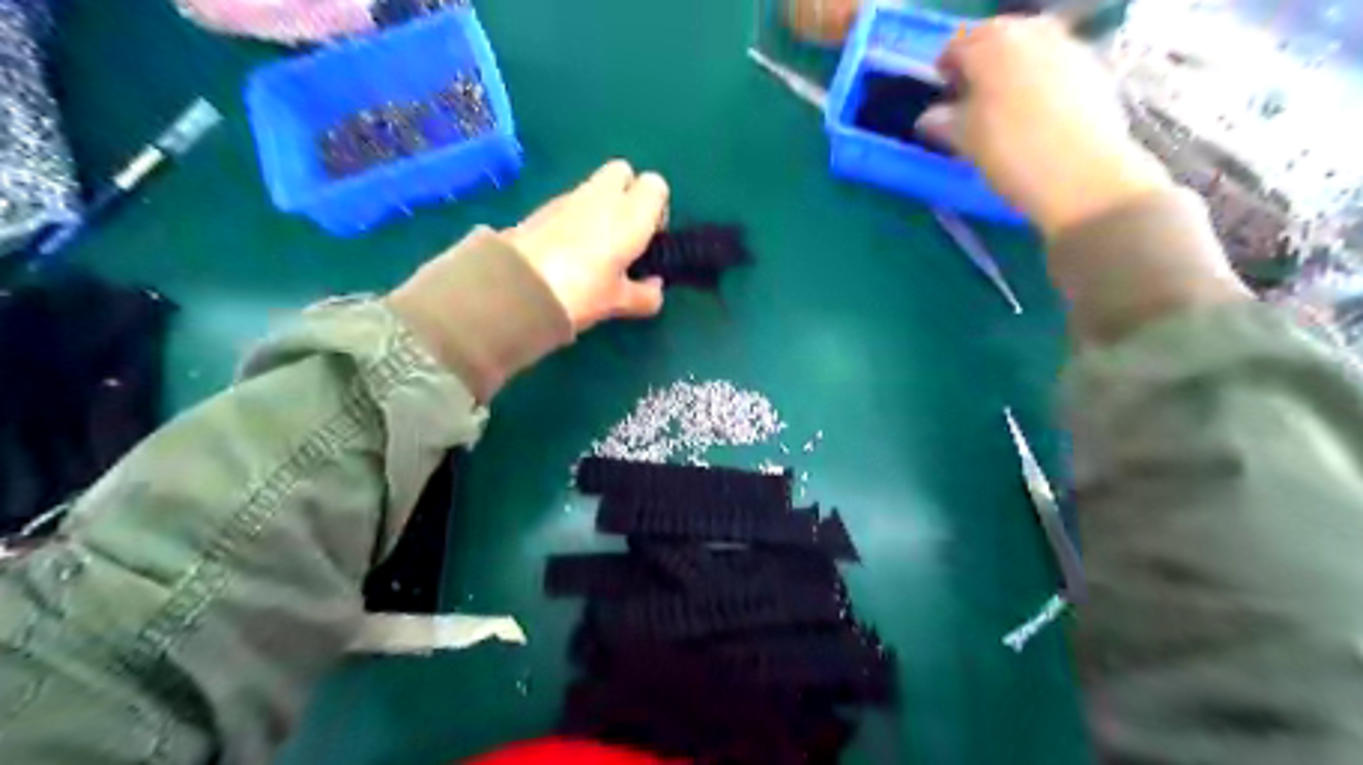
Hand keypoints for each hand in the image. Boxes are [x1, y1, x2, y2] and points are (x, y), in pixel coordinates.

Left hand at [503, 157, 669, 328]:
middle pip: (623, 172)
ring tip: (594, 251)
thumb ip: (645, 295)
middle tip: (624, 237)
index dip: (657, 210)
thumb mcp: (618, 303)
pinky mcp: (541, 208)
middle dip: (627, 196)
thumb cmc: (581, 291)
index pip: (656, 185)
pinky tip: (567, 254)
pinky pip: (569, 204)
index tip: (649, 240)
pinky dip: (574, 218)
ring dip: (599, 209)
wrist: (515, 287)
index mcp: (630, 214)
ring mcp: (567, 198)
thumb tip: (654, 288)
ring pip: (594, 188)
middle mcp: (602, 196)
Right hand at [921, 14, 1178, 235]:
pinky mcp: (1093, 66)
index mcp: (992, 46)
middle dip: (982, 57)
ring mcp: (1067, 45)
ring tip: (1003, 99)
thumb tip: (928, 117)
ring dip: (1012, 63)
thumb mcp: (965, 141)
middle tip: (971, 91)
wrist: (1083, 175)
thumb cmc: (1011, 154)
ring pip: (1030, 43)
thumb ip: (942, 122)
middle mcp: (1031, 34)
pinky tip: (1035, 107)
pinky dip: (1039, 73)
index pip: (957, 45)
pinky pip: (1055, 58)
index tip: (942, 90)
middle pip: (998, 34)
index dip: (946, 66)